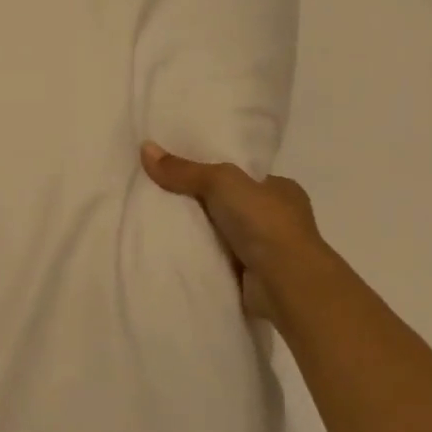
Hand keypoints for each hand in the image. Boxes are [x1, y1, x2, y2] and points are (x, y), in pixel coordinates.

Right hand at [140, 142, 331, 320]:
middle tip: (163, 198)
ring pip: (226, 235)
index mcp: (282, 189)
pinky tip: (176, 252)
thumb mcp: (220, 181)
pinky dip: (204, 258)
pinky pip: (222, 261)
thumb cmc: (264, 222)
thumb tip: (145, 148)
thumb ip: (184, 170)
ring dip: (203, 234)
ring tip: (161, 224)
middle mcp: (280, 219)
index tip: (182, 173)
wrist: (286, 283)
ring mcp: (270, 251)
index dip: (215, 174)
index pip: (244, 176)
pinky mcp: (256, 278)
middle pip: (231, 205)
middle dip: (204, 205)